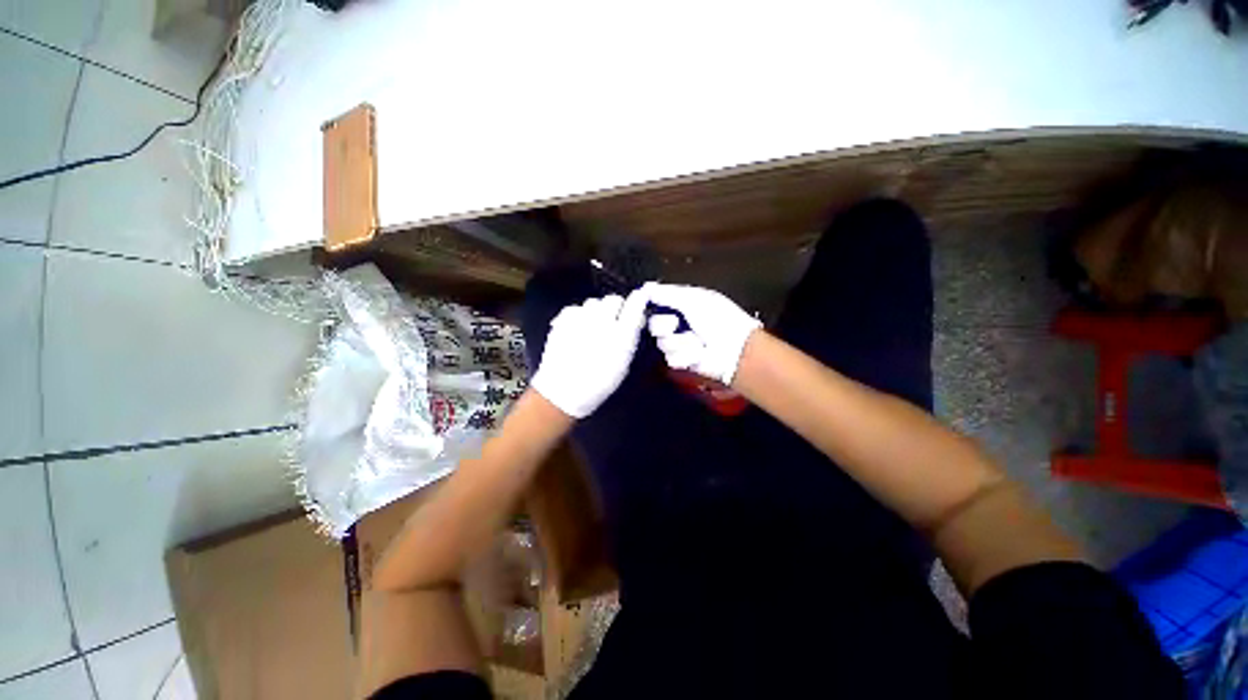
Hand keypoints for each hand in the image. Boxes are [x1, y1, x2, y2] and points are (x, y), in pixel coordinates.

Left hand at [530, 291, 648, 417]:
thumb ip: (630, 339)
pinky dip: (579, 315)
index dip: (639, 298)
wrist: (563, 391)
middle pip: (613, 299)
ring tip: (593, 325)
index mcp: (620, 336)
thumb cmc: (598, 383)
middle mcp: (602, 323)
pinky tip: (578, 328)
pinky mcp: (563, 320)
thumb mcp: (623, 365)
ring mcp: (580, 319)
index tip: (640, 297)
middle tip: (614, 319)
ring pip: (593, 302)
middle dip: (616, 306)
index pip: (634, 306)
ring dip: (597, 310)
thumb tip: (636, 320)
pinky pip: (576, 308)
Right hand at [643, 282, 761, 385]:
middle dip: (664, 325)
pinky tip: (698, 354)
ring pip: (661, 343)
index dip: (651, 305)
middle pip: (653, 324)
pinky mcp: (682, 361)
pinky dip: (686, 356)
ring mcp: (680, 343)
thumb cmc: (718, 319)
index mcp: (682, 304)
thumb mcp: (694, 300)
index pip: (657, 303)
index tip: (647, 305)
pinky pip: (671, 359)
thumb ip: (668, 294)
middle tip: (676, 325)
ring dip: (679, 342)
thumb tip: (645, 288)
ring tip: (697, 342)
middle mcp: (678, 323)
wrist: (735, 350)